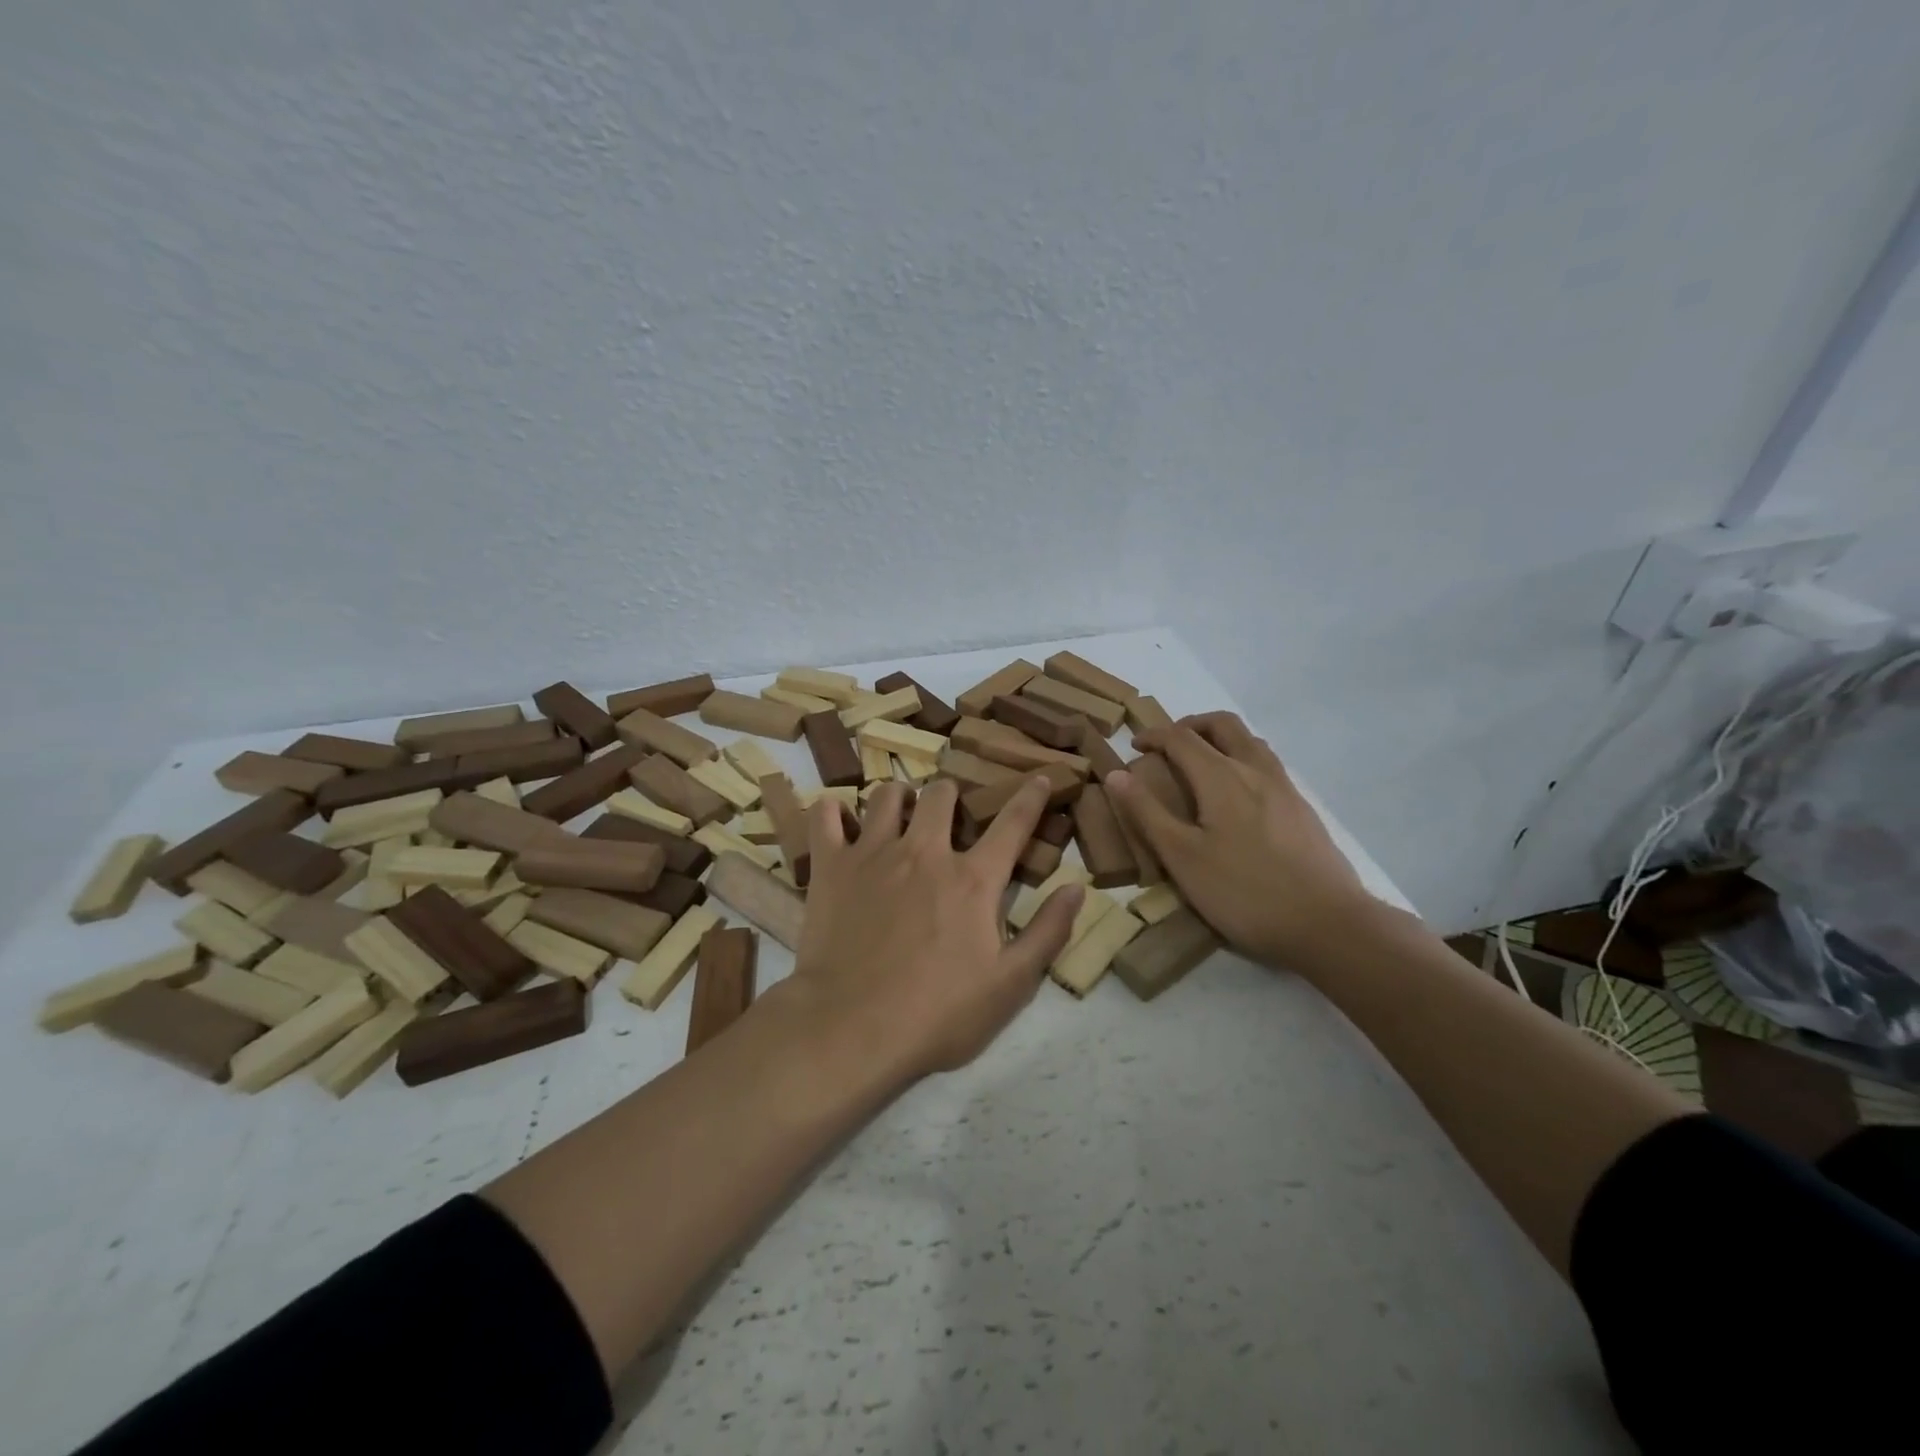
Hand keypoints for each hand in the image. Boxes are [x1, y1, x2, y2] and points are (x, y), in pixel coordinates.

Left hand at [789, 777, 1083, 1078]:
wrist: (851, 1028)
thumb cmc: (938, 1014)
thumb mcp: (1010, 985)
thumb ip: (1048, 933)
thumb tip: (1077, 887)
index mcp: (973, 879)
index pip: (1012, 824)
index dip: (1031, 796)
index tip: (1041, 777)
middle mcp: (925, 851)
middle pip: (942, 794)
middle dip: (951, 795)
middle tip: (948, 815)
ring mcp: (874, 853)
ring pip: (888, 794)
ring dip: (899, 798)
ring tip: (899, 816)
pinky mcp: (832, 866)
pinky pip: (826, 816)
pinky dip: (833, 812)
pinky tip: (839, 822)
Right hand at [1106, 712, 1374, 967]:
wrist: (1328, 924)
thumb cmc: (1244, 892)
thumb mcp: (1182, 857)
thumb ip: (1147, 812)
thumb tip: (1116, 773)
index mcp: (1221, 777)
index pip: (1180, 737)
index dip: (1153, 735)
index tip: (1134, 746)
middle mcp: (1254, 770)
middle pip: (1222, 724)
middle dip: (1190, 725)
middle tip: (1168, 745)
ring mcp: (1284, 787)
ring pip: (1250, 741)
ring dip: (1219, 738)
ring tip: (1200, 764)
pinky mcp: (1302, 809)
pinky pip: (1267, 764)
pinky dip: (1242, 759)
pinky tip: (1236, 796)